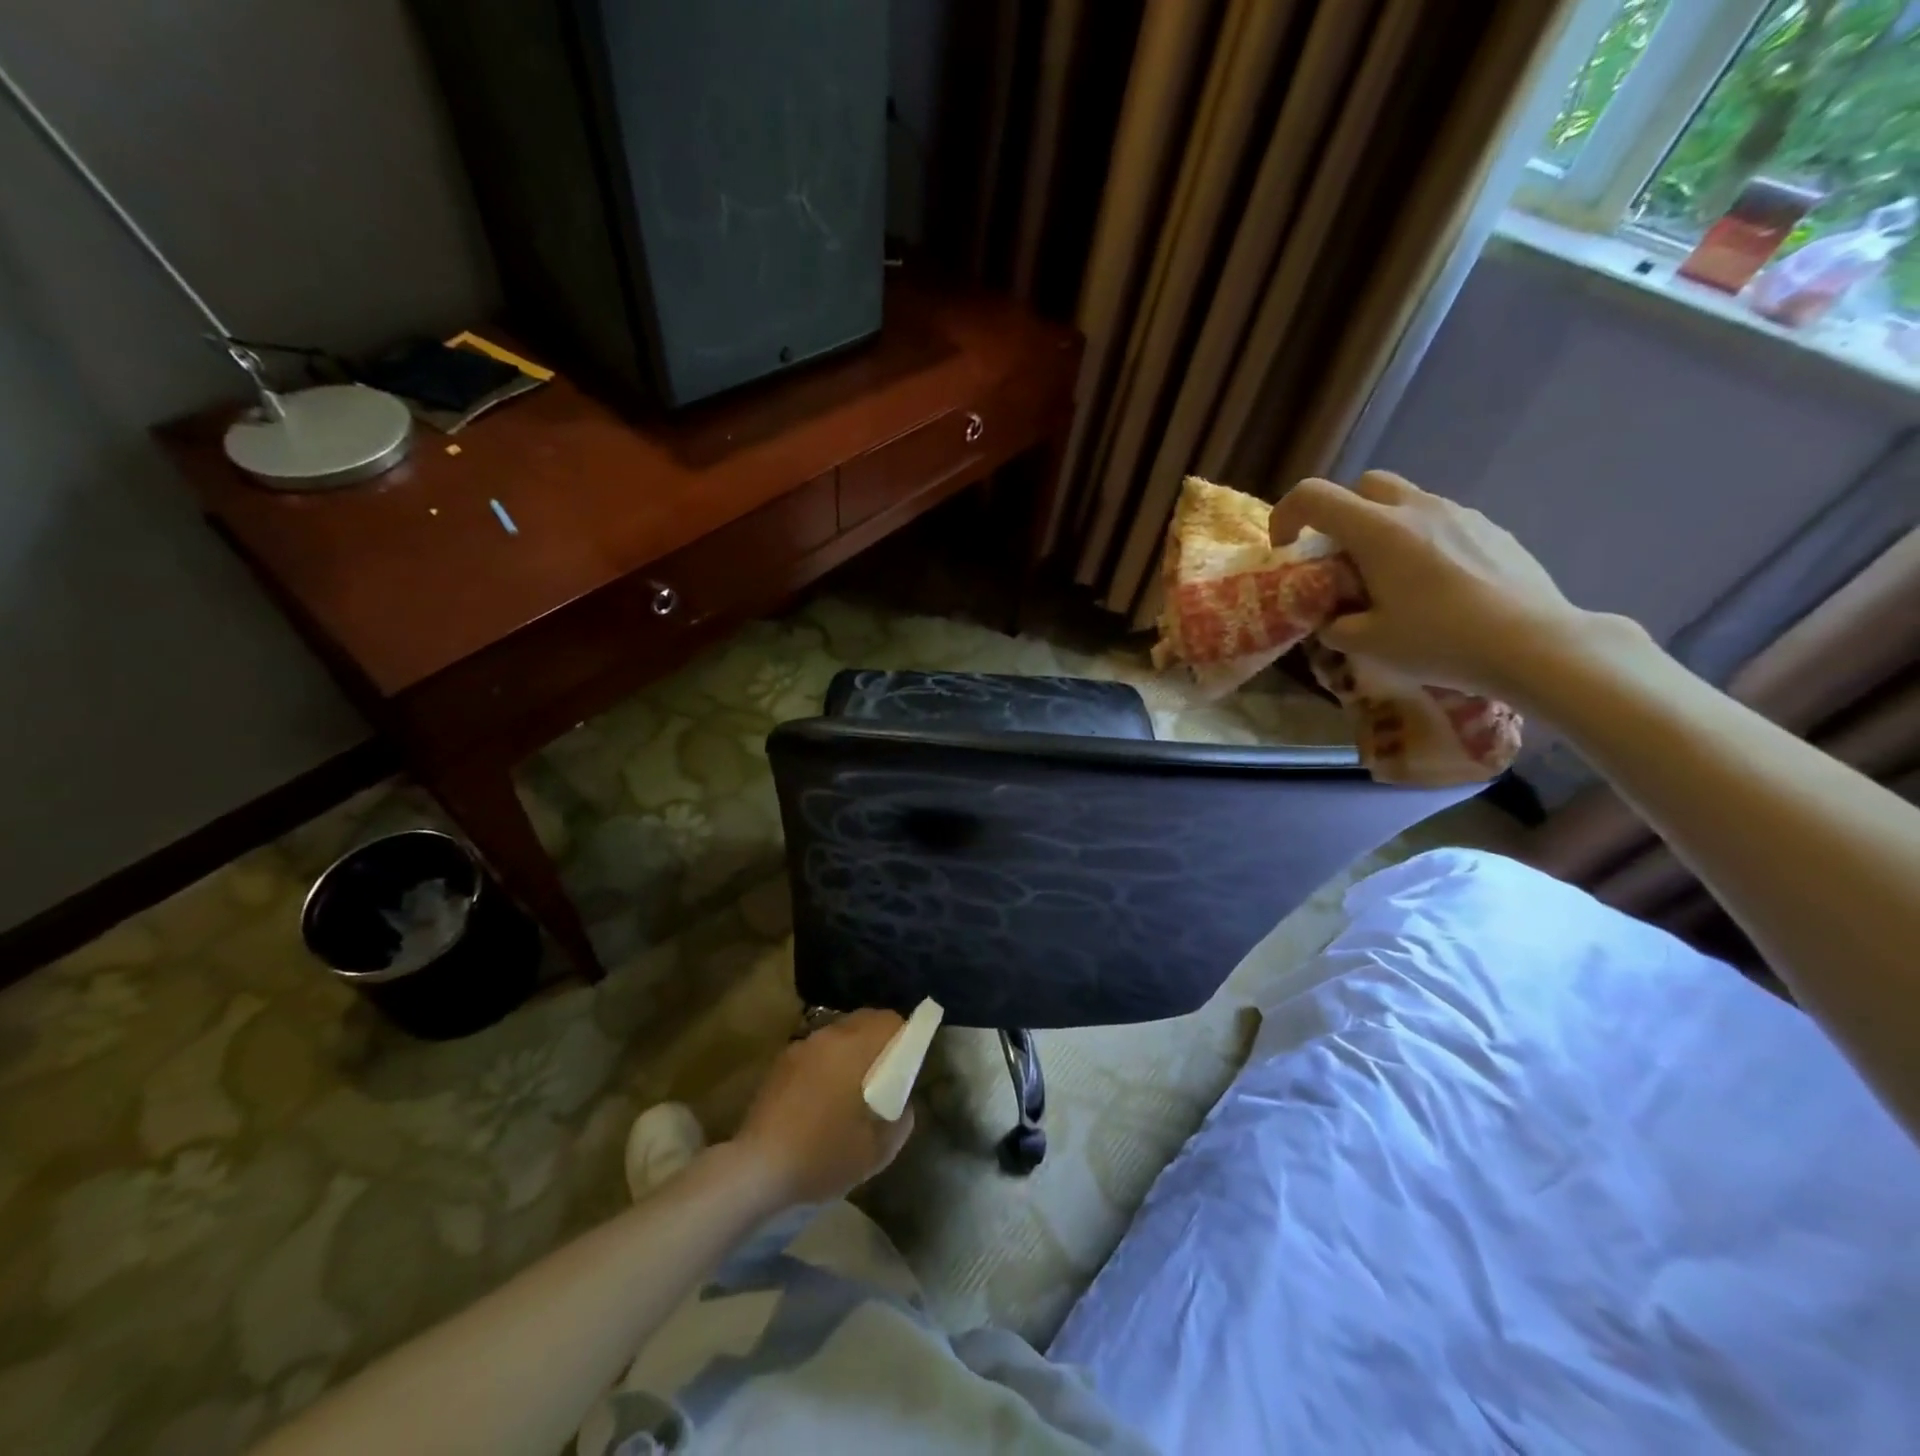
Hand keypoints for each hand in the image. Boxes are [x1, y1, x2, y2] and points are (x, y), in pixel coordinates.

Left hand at [730, 1009, 914, 1208]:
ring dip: (853, 1049)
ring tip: (854, 1086)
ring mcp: (801, 1046)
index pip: (890, 1020)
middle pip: (864, 1020)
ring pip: (839, 1033)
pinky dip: (829, 1061)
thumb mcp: (876, 1151)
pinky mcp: (781, 1062)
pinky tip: (824, 1096)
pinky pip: (817, 1050)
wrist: (756, 1170)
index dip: (905, 1035)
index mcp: (854, 1048)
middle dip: (880, 1039)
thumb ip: (900, 1120)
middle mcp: (828, 1036)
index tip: (909, 1062)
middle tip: (886, 1074)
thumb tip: (903, 1104)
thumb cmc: (822, 1156)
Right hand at [1269, 472, 1593, 697]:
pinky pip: (1442, 521)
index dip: (1286, 515)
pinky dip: (1422, 541)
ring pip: (1406, 501)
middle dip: (1340, 514)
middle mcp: (1417, 509)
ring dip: (1383, 528)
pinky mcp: (1492, 529)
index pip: (1313, 496)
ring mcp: (1461, 514)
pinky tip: (1436, 585)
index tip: (1287, 549)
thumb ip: (1335, 625)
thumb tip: (1331, 619)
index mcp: (1378, 531)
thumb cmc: (1441, 641)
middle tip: (1340, 558)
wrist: (1536, 644)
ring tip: (1390, 577)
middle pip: (1364, 485)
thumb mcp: (1368, 644)